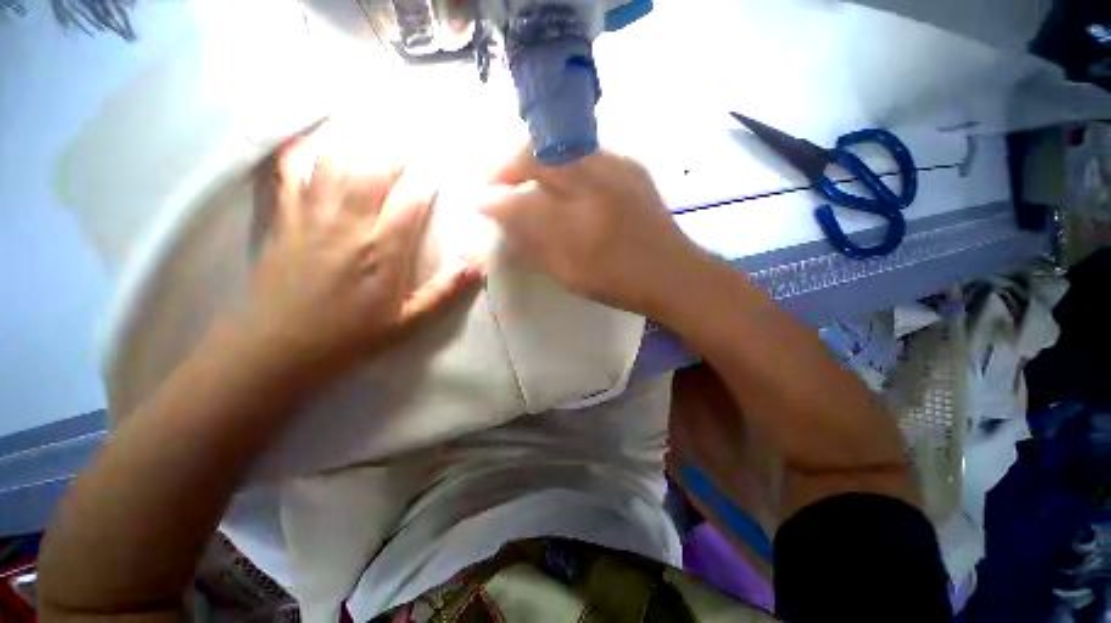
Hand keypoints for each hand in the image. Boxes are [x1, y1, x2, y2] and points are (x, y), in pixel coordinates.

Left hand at [242, 133, 483, 381]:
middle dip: (399, 145)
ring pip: (336, 162)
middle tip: (416, 127)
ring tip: (377, 121)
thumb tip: (476, 268)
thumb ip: (443, 293)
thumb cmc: (350, 336)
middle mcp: (349, 224)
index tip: (444, 158)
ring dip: (359, 137)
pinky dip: (305, 150)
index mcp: (382, 251)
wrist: (278, 347)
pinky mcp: (287, 218)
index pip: (411, 200)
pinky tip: (316, 138)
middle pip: (375, 170)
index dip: (429, 176)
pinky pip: (294, 173)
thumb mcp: (406, 323)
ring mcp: (313, 216)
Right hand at [480, 148, 707, 316]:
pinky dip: (563, 158)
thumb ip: (533, 244)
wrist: (673, 273)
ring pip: (561, 146)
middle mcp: (596, 187)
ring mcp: (617, 170)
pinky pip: (586, 150)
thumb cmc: (619, 282)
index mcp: (579, 226)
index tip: (480, 201)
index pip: (523, 201)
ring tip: (524, 176)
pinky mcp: (632, 165)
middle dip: (509, 166)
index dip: (495, 198)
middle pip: (539, 156)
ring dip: (534, 157)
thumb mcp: (569, 273)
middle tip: (497, 183)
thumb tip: (502, 218)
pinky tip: (562, 177)